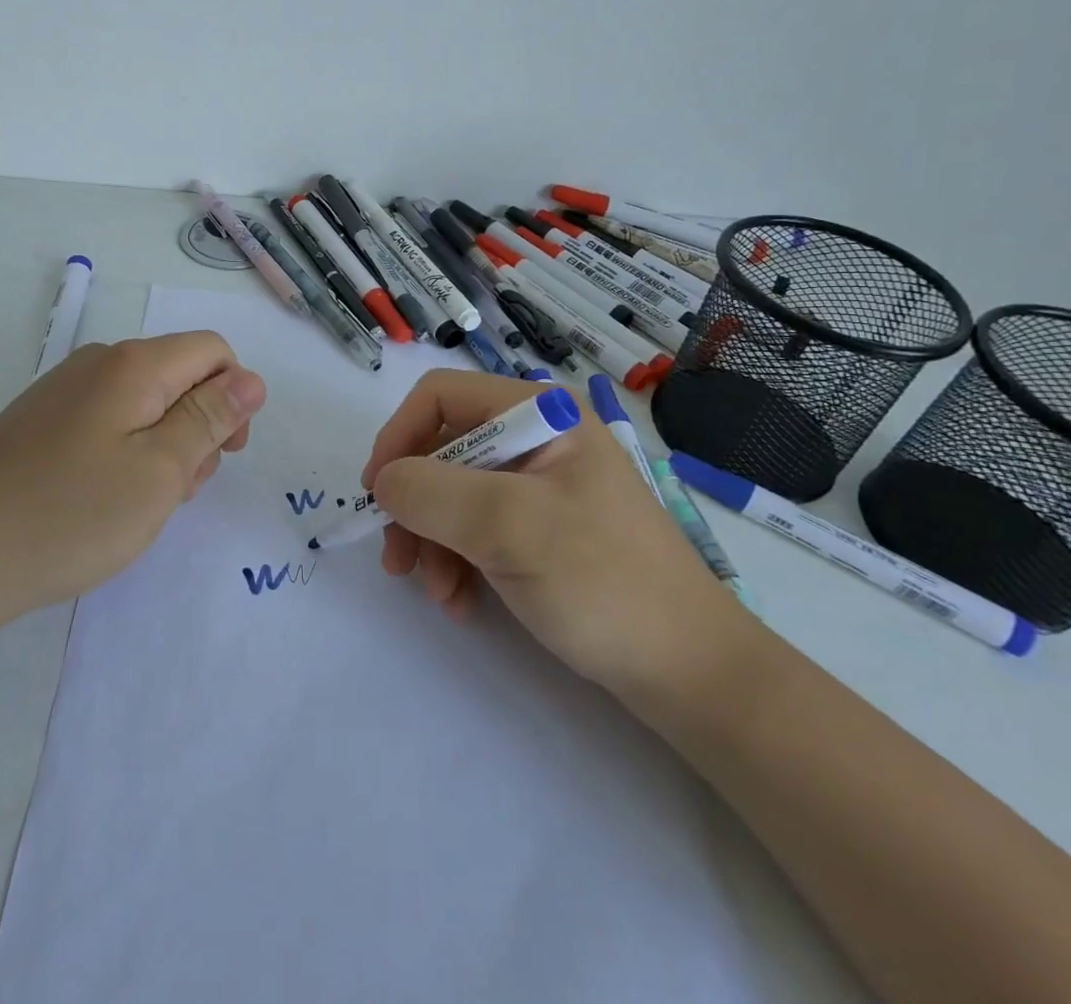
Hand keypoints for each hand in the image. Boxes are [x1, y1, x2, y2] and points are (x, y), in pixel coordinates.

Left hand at [0, 332, 265, 633]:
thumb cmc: (71, 516)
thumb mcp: (160, 471)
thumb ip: (209, 418)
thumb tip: (250, 379)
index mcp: (133, 364)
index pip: (212, 351)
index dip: (234, 397)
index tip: (225, 454)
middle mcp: (97, 362)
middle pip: (178, 376)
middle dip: (197, 427)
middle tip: (178, 491)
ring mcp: (63, 390)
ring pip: (144, 403)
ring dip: (163, 446)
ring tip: (141, 504)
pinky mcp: (40, 420)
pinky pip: (107, 421)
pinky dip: (126, 453)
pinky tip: (105, 500)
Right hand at [361, 370, 753, 700]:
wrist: (691, 673)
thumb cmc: (604, 582)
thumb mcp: (510, 527)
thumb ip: (432, 492)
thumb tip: (384, 482)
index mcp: (539, 413)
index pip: (441, 397)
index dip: (399, 437)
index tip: (379, 495)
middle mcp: (537, 438)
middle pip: (443, 449)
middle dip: (415, 505)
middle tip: (398, 561)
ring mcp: (541, 486)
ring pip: (454, 494)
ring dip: (432, 541)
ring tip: (437, 593)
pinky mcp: (542, 529)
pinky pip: (477, 528)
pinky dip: (458, 560)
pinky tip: (461, 601)